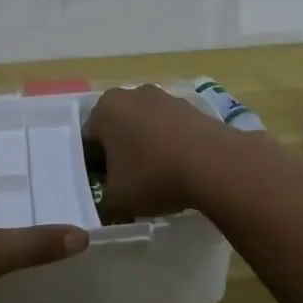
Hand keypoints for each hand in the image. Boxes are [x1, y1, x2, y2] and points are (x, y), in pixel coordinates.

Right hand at [83, 85, 239, 222]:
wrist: (215, 164)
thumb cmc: (154, 176)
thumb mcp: (117, 201)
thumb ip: (102, 204)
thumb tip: (105, 207)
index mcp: (105, 110)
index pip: (86, 141)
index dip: (91, 167)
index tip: (102, 188)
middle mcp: (131, 94)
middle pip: (115, 128)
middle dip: (117, 153)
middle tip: (125, 183)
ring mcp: (164, 97)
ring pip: (143, 126)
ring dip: (144, 147)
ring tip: (155, 178)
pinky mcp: (191, 106)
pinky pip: (169, 127)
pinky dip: (169, 144)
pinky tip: (177, 168)